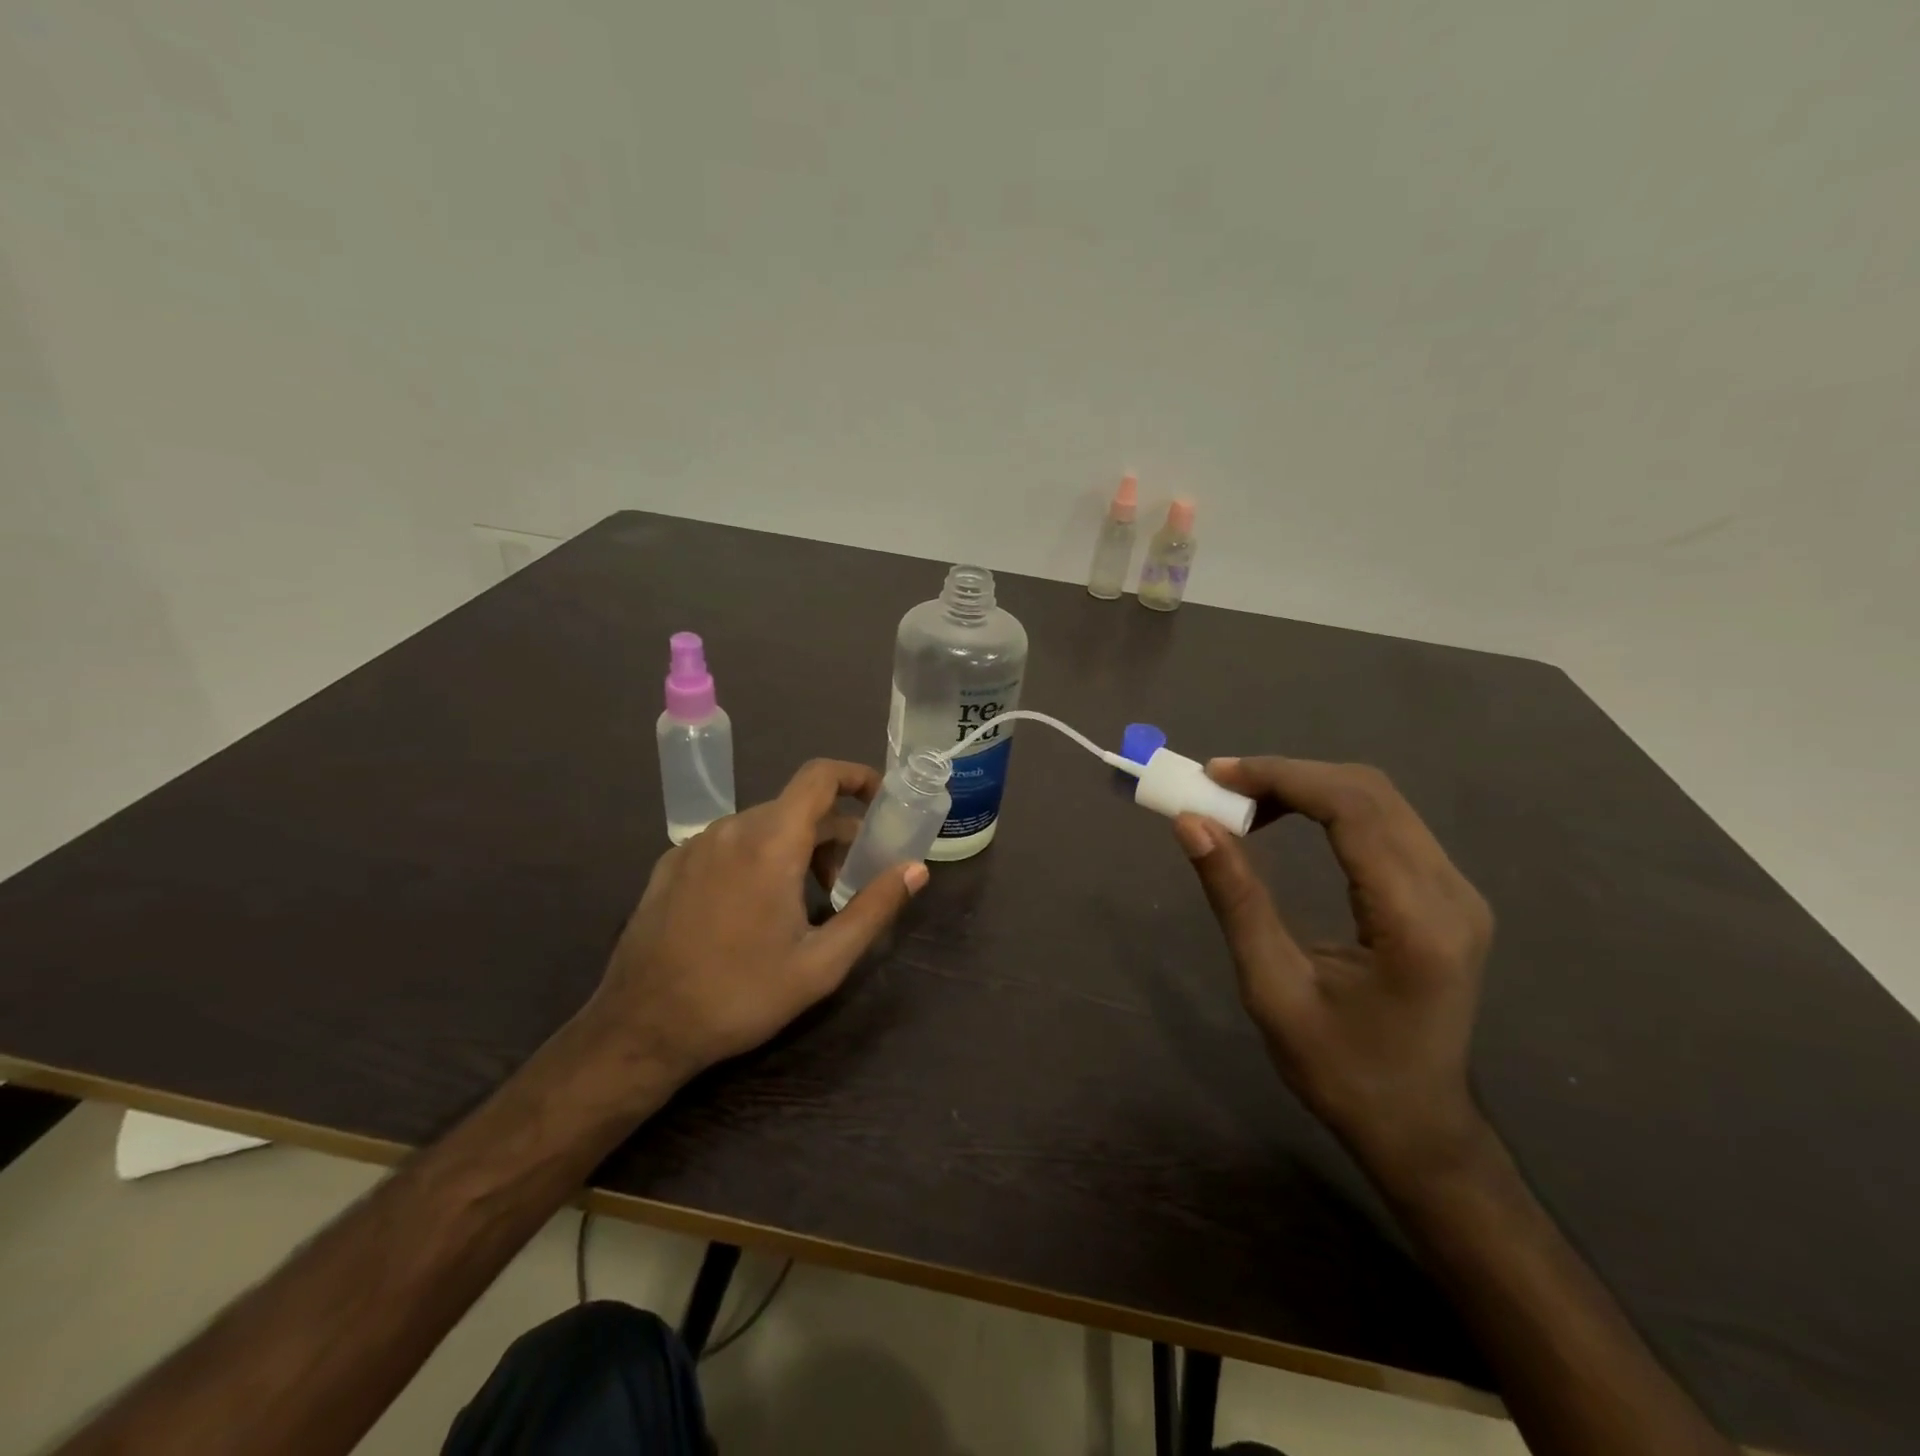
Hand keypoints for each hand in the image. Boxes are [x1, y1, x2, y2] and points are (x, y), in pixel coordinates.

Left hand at [586, 759, 927, 1083]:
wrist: (640, 1029)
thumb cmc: (740, 995)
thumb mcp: (821, 963)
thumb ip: (874, 908)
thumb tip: (915, 869)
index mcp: (771, 842)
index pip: (820, 777)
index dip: (856, 776)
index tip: (881, 799)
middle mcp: (731, 829)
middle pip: (797, 808)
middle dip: (833, 834)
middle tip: (848, 883)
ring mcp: (695, 845)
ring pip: (763, 826)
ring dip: (796, 848)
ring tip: (804, 902)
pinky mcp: (670, 865)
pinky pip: (729, 844)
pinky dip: (758, 857)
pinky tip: (754, 909)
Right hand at [1172, 758, 1494, 1183]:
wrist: (1417, 1127)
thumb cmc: (1340, 1071)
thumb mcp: (1273, 990)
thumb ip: (1237, 899)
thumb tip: (1191, 824)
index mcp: (1415, 922)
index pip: (1352, 809)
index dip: (1280, 777)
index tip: (1214, 776)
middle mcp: (1451, 893)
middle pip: (1369, 792)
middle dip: (1287, 775)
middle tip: (1219, 787)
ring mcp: (1458, 891)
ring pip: (1379, 800)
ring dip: (1305, 787)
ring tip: (1242, 803)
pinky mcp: (1448, 894)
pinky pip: (1386, 822)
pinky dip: (1327, 807)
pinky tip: (1286, 820)